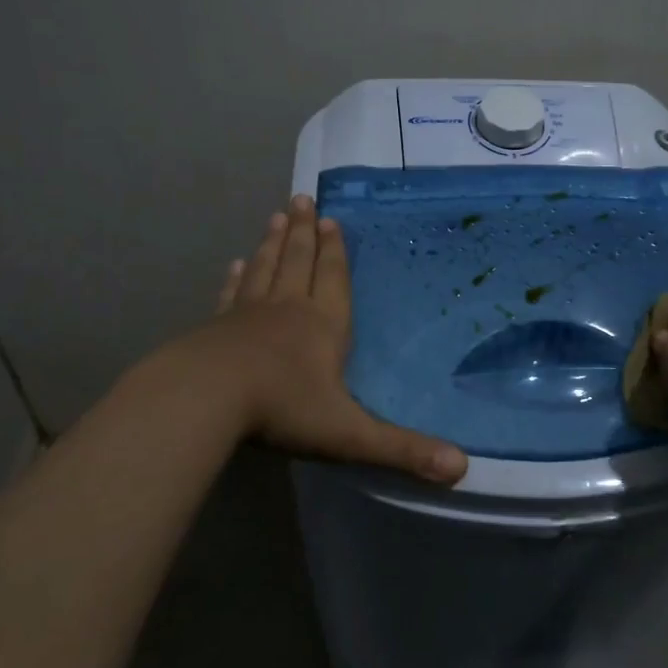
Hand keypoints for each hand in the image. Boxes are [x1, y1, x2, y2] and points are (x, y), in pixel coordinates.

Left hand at [200, 196, 467, 483]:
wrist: (204, 400)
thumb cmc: (282, 409)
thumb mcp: (350, 434)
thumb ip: (403, 450)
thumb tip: (462, 469)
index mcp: (323, 326)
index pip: (333, 279)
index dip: (335, 251)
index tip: (331, 219)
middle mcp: (287, 310)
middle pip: (297, 261)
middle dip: (303, 232)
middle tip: (302, 199)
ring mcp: (246, 316)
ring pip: (264, 269)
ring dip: (272, 242)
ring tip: (276, 216)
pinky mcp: (215, 329)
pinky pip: (231, 295)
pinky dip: (235, 278)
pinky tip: (234, 265)